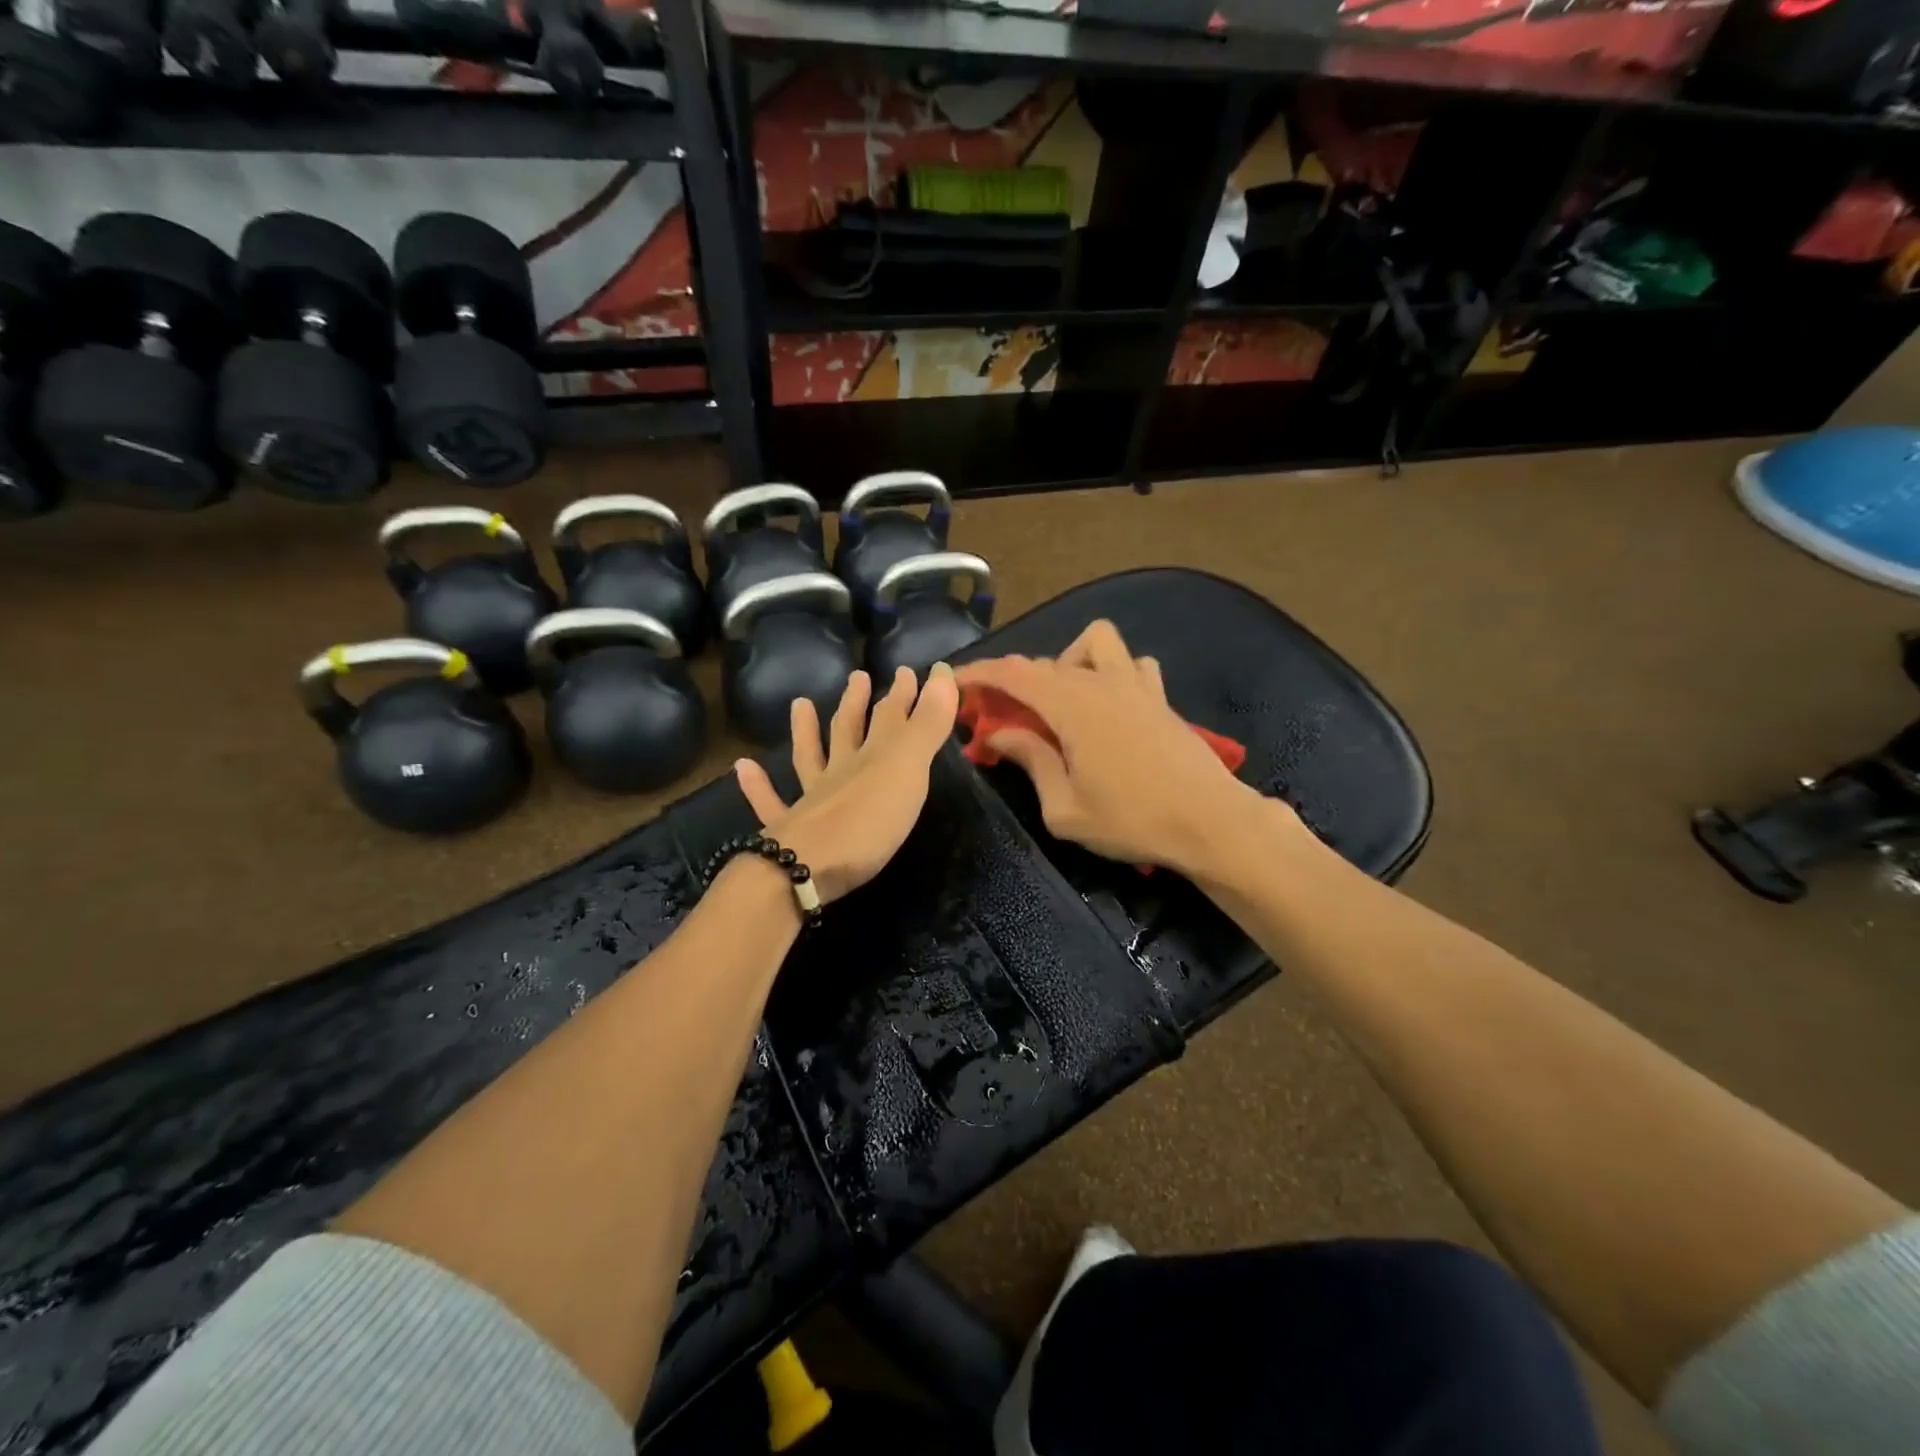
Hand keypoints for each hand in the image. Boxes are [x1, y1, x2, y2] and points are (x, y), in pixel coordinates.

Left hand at [733, 664, 959, 903]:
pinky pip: (769, 803)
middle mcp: (839, 773)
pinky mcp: (788, 832)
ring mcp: (810, 801)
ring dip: (805, 731)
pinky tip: (742, 767)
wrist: (808, 869)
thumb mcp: (907, 770)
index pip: (889, 717)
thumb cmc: (867, 821)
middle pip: (848, 732)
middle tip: (858, 677)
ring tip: (799, 704)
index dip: (902, 694)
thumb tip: (942, 669)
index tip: (909, 670)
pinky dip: (757, 785)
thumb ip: (927, 724)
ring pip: (808, 759)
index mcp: (871, 759)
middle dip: (858, 704)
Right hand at [954, 620, 1282, 877]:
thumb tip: (999, 735)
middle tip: (1000, 716)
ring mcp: (1136, 685)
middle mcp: (1101, 683)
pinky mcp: (1160, 697)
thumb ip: (1030, 762)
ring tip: (1061, 702)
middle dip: (1013, 681)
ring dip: (1067, 662)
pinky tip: (1109, 704)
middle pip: (1045, 663)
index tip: (954, 682)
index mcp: (1072, 707)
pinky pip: (1131, 663)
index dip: (978, 674)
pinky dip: (1111, 672)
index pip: (1013, 674)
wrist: (1210, 822)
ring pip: (1094, 643)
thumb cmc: (1132, 820)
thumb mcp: (1064, 808)